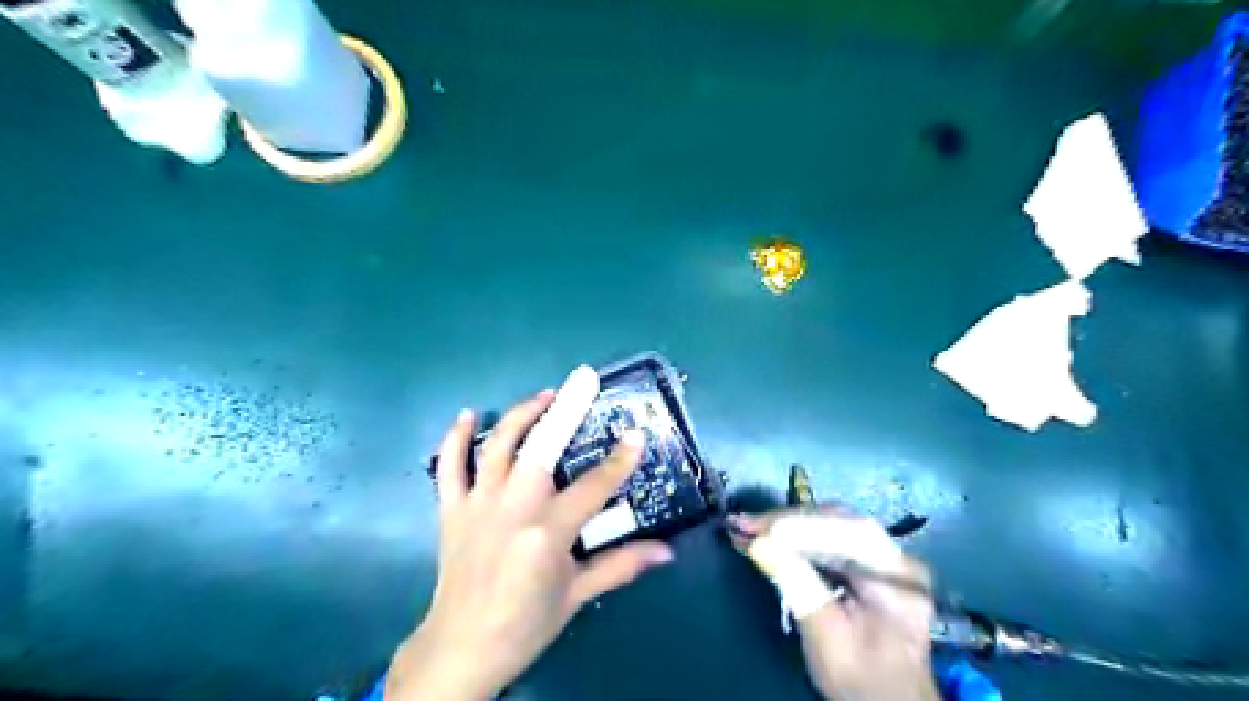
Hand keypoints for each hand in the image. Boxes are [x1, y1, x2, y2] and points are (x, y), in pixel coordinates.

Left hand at [390, 367, 674, 700]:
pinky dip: (456, 438)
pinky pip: (449, 466)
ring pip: (498, 447)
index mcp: (548, 533)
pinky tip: (469, 415)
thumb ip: (621, 565)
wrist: (461, 647)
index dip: (619, 461)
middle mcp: (513, 509)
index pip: (593, 487)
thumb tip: (667, 552)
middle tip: (582, 381)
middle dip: (565, 411)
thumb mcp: (577, 595)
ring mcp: (478, 505)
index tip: (637, 435)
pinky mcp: (452, 509)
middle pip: (541, 449)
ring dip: (521, 415)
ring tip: (544, 395)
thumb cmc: (525, 624)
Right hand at [734, 508, 937, 699]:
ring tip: (746, 527)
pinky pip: (826, 538)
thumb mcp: (827, 638)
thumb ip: (797, 586)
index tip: (759, 531)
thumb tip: (758, 543)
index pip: (848, 533)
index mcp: (898, 575)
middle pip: (837, 522)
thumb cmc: (861, 680)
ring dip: (784, 525)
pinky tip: (766, 536)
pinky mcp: (865, 562)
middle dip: (786, 521)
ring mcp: (881, 556)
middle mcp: (895, 555)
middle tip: (743, 524)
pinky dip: (793, 536)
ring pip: (828, 525)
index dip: (801, 527)